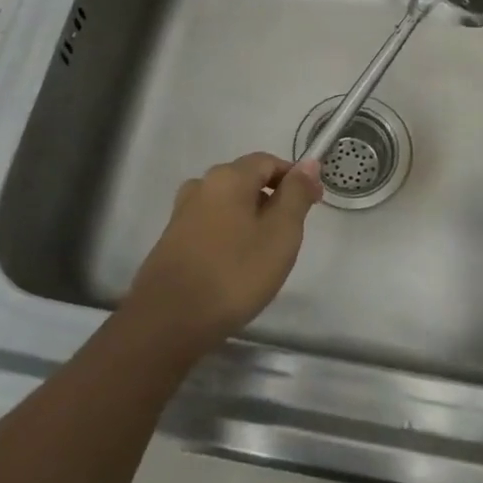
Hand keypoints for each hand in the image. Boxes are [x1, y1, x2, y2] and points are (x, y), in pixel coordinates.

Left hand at [126, 153, 322, 351]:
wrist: (169, 321)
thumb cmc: (234, 273)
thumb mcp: (280, 233)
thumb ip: (296, 194)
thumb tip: (308, 163)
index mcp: (228, 177)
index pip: (268, 161)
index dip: (295, 178)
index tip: (314, 203)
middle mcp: (202, 185)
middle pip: (246, 180)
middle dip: (273, 198)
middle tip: (292, 232)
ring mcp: (183, 213)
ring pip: (228, 203)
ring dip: (250, 217)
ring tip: (265, 251)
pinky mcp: (172, 239)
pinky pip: (211, 224)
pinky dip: (230, 233)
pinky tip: (236, 263)